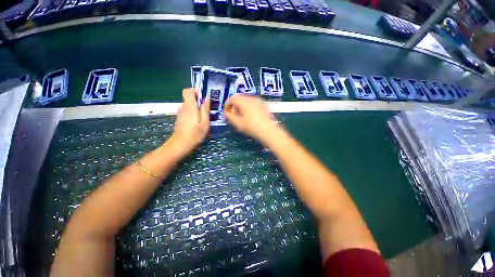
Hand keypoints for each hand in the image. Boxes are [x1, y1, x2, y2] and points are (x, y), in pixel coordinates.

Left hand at [169, 88, 209, 153]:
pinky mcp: (180, 119)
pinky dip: (193, 113)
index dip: (195, 91)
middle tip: (206, 110)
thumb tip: (206, 98)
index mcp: (190, 106)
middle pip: (188, 98)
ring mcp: (180, 113)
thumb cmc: (195, 134)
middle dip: (198, 101)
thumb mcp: (205, 122)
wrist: (180, 145)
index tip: (202, 97)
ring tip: (203, 117)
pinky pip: (187, 111)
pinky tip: (197, 122)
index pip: (187, 91)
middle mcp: (183, 107)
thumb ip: (205, 109)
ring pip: (188, 105)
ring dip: (196, 108)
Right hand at [224, 95, 278, 141]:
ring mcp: (259, 101)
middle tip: (233, 115)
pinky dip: (248, 107)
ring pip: (246, 101)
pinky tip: (250, 116)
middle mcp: (252, 98)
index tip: (227, 112)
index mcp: (245, 101)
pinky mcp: (263, 105)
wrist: (269, 131)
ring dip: (241, 107)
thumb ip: (230, 116)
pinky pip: (253, 103)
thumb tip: (226, 112)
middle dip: (234, 106)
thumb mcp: (238, 123)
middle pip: (239, 98)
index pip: (232, 98)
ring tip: (241, 116)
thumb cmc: (252, 127)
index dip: (227, 104)